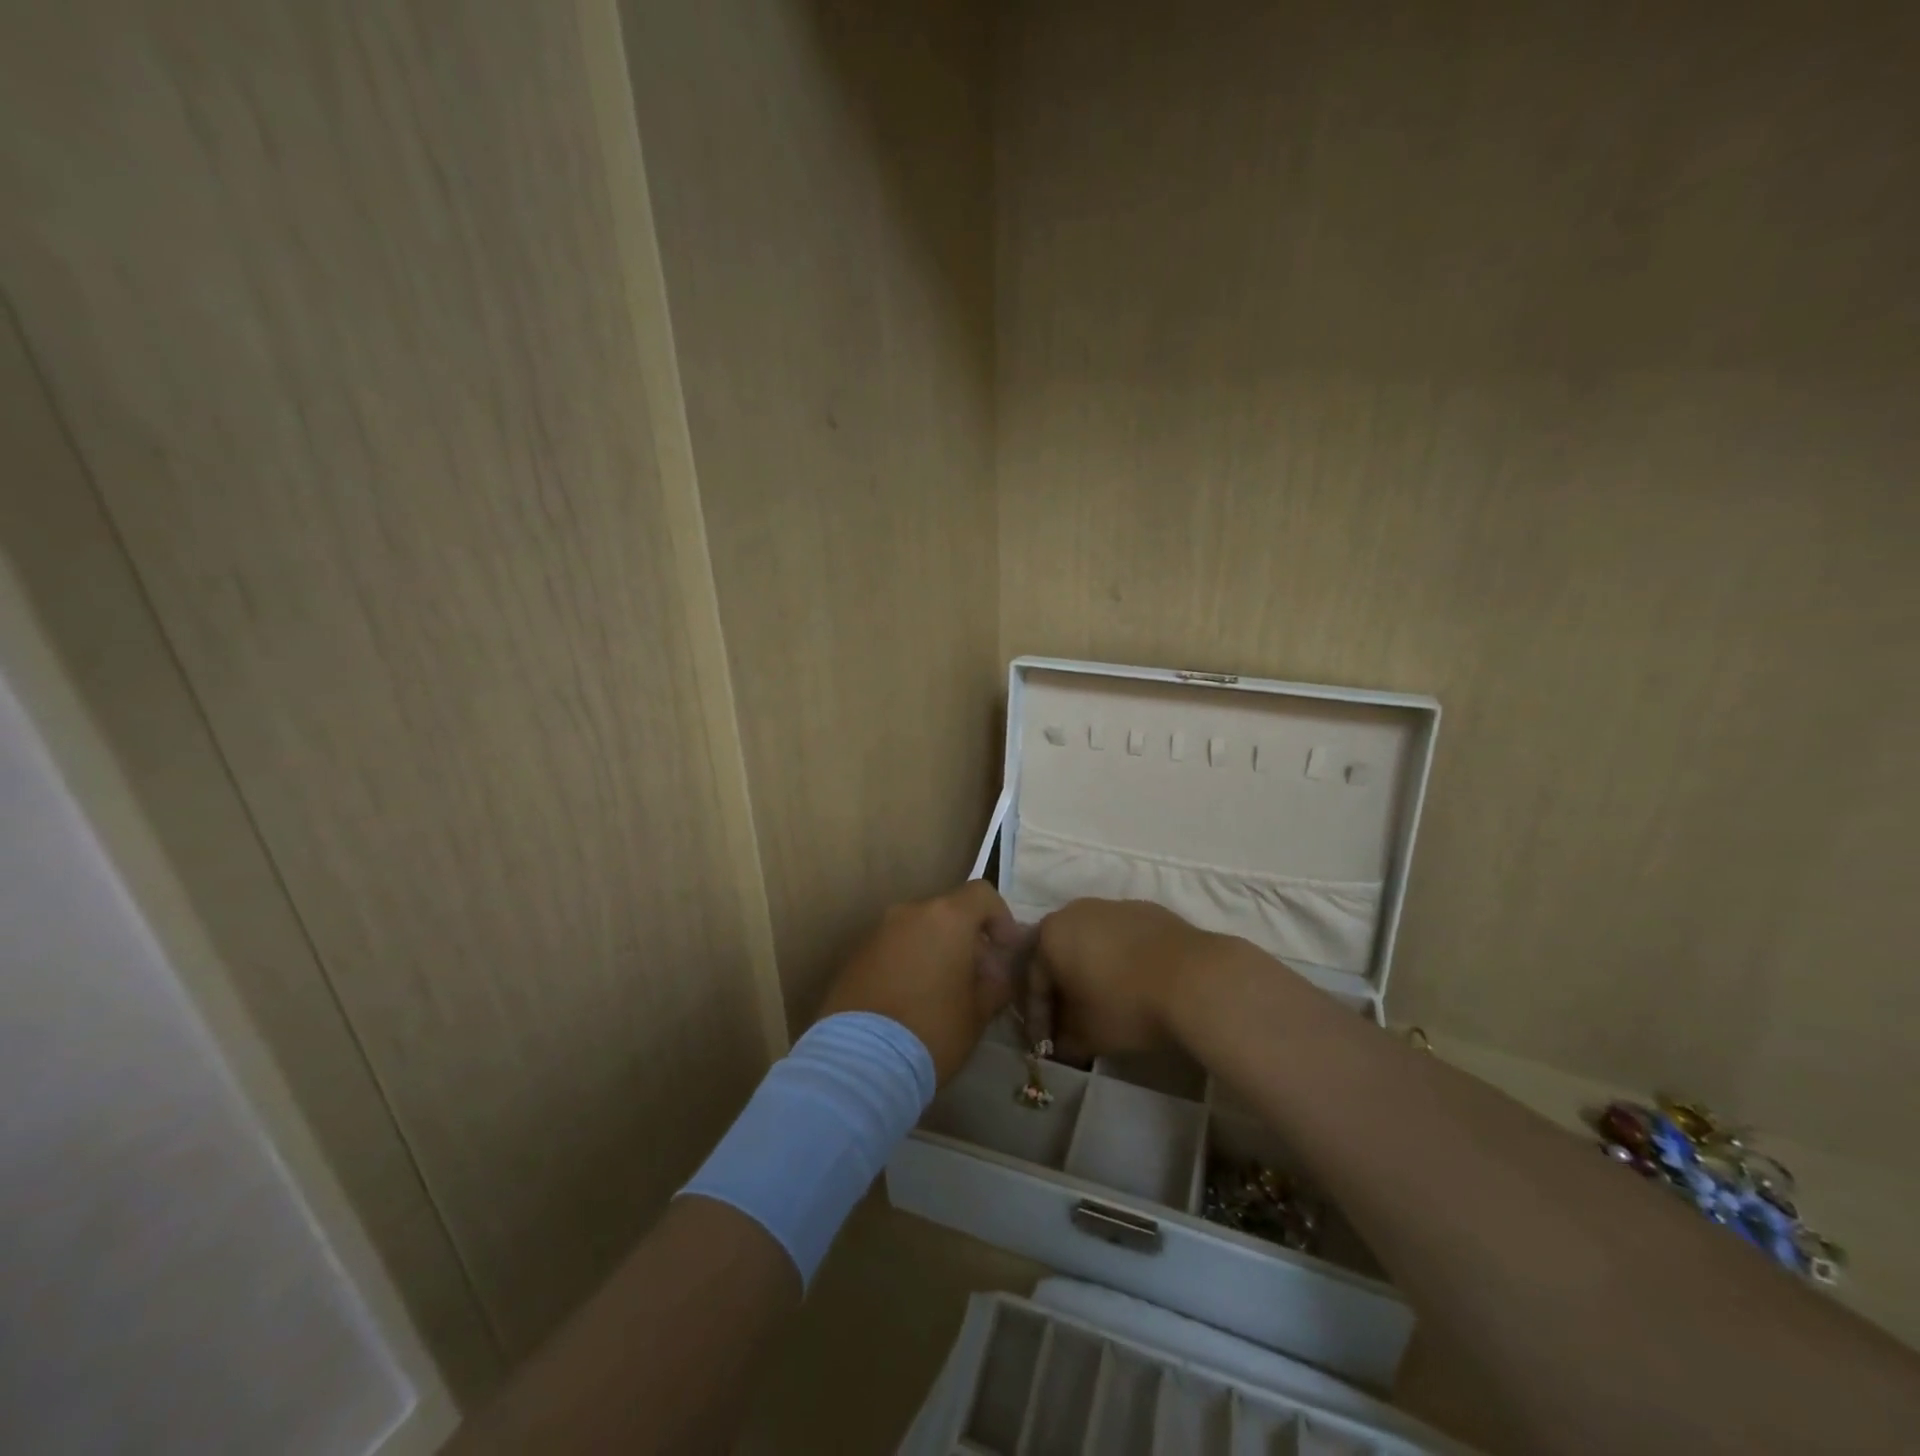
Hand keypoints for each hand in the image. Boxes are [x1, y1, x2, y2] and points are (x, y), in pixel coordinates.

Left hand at [815, 881, 1023, 1082]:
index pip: (982, 894)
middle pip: (948, 912)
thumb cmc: (933, 1029)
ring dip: (936, 950)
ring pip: (918, 930)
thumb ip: (996, 983)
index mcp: (946, 917)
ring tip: (943, 992)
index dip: (1001, 918)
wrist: (860, 1059)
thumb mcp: (979, 1012)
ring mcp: (878, 931)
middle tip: (977, 978)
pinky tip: (911, 1000)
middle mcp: (910, 913)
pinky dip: (908, 962)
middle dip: (967, 939)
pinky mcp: (856, 955)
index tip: (1005, 951)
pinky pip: (893, 948)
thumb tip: (998, 973)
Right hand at [1033, 898, 1218, 1059]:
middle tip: (1070, 1022)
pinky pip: (1123, 938)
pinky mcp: (1149, 910)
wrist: (1196, 979)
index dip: (1038, 1018)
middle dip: (1063, 990)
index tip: (1046, 1046)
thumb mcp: (1087, 1035)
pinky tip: (1135, 985)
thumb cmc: (1126, 1005)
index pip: (1033, 980)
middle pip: (1060, 955)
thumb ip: (1064, 1039)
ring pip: (1092, 943)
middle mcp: (1076, 911)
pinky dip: (1121, 960)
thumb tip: (1058, 1045)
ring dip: (1092, 972)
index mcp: (1051, 935)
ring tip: (1105, 1004)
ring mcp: (1115, 906)